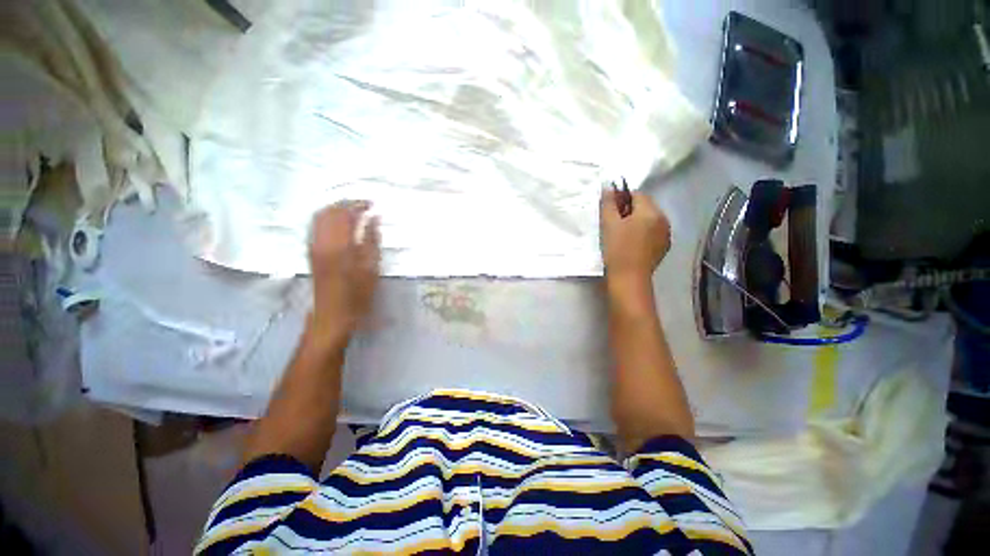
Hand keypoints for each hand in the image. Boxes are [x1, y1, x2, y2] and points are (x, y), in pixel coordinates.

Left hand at [308, 200, 379, 345]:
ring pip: (319, 216)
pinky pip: (316, 226)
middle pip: (329, 211)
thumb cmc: (358, 294)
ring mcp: (313, 245)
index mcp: (339, 244)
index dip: (358, 205)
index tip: (372, 204)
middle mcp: (322, 240)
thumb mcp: (371, 268)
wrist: (332, 314)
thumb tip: (374, 218)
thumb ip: (372, 240)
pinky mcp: (311, 252)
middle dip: (346, 204)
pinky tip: (339, 223)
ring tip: (353, 211)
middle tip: (364, 205)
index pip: (345, 213)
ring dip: (335, 209)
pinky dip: (328, 218)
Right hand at [600, 188, 670, 297]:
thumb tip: (609, 186)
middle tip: (614, 223)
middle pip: (645, 206)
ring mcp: (666, 234)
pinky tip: (632, 243)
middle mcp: (664, 219)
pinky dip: (643, 232)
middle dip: (630, 210)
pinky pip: (653, 231)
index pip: (637, 194)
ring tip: (622, 234)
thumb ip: (608, 203)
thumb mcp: (609, 224)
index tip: (610, 210)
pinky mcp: (664, 247)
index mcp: (651, 211)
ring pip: (649, 219)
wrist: (628, 279)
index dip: (622, 199)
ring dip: (637, 221)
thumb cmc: (617, 250)